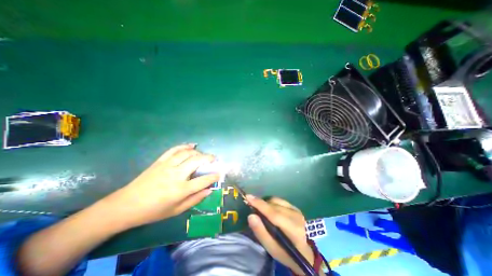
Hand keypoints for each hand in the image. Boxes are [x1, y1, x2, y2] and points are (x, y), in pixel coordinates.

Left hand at [103, 144, 218, 229]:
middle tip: (214, 159)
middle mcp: (176, 175)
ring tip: (203, 155)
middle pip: (197, 161)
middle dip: (208, 158)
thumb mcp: (176, 210)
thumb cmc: (154, 211)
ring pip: (187, 153)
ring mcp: (167, 166)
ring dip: (198, 152)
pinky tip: (191, 145)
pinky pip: (174, 150)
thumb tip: (209, 190)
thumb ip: (195, 199)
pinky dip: (184, 146)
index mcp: (180, 190)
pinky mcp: (160, 161)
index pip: (203, 180)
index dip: (214, 176)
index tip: (220, 173)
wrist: (126, 205)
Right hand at [247, 195, 314, 274]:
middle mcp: (295, 216)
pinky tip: (270, 210)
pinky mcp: (296, 207)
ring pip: (276, 201)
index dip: (260, 204)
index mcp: (292, 230)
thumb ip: (261, 232)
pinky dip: (272, 203)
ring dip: (266, 203)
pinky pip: (280, 200)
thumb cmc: (286, 253)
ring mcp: (296, 210)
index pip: (273, 213)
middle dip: (261, 204)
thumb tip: (251, 216)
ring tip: (262, 211)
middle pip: (274, 205)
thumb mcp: (272, 248)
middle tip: (252, 207)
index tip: (248, 197)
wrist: (305, 253)